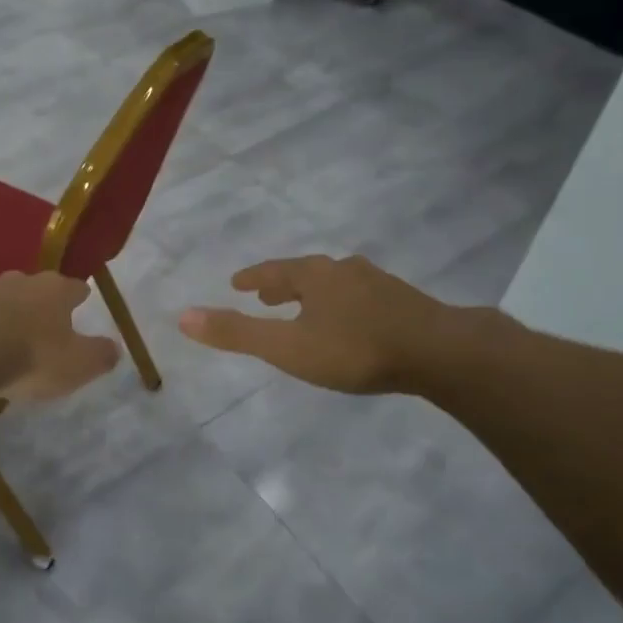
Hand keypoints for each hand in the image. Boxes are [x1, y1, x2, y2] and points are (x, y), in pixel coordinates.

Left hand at [0, 272, 120, 402]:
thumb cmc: (30, 357)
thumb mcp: (78, 365)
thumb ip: (100, 356)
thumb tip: (114, 348)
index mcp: (51, 290)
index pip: (74, 287)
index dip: (79, 296)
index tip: (83, 302)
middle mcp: (14, 283)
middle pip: (31, 289)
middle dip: (36, 304)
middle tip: (40, 326)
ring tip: (0, 343)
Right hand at [179, 254, 449, 394]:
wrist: (439, 352)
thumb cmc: (355, 349)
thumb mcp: (288, 347)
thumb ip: (237, 334)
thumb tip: (183, 316)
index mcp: (314, 275)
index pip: (273, 270)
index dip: (253, 277)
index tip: (237, 282)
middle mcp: (344, 270)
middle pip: (305, 273)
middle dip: (283, 284)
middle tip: (266, 296)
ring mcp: (378, 284)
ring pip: (336, 284)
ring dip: (314, 294)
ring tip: (306, 308)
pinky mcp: (404, 302)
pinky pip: (361, 297)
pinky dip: (343, 304)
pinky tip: (352, 322)